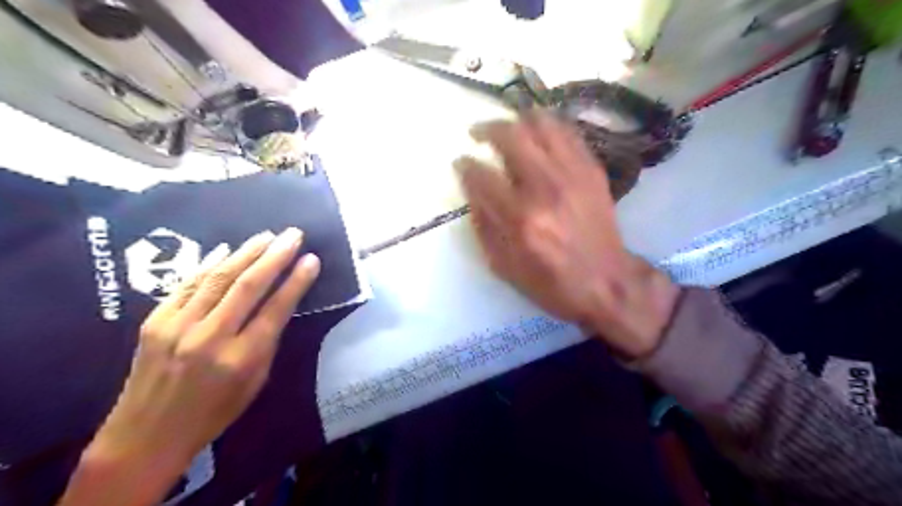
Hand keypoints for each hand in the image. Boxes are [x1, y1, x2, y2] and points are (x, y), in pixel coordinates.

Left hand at [59, 230, 320, 505]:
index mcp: (241, 359)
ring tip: (266, 236)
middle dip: (275, 256)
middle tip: (293, 235)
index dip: (297, 281)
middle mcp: (210, 337)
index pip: (276, 309)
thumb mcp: (256, 382)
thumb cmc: (214, 412)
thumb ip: (268, 341)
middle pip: (248, 286)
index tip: (312, 259)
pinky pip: (189, 285)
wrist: (146, 434)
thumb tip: (280, 303)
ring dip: (246, 252)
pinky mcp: (154, 321)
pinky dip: (210, 265)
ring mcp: (177, 326)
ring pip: (219, 278)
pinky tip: (227, 250)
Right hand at [459, 113, 676, 359]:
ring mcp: (573, 174)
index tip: (461, 162)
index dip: (465, 165)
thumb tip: (473, 188)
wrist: (607, 283)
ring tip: (508, 127)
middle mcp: (546, 187)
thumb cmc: (551, 283)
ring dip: (518, 120)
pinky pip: (568, 133)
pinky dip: (548, 127)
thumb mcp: (504, 266)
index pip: (482, 175)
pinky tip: (538, 134)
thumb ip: (483, 224)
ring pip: (542, 124)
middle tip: (477, 133)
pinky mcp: (592, 171)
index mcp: (520, 218)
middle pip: (511, 136)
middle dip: (487, 128)